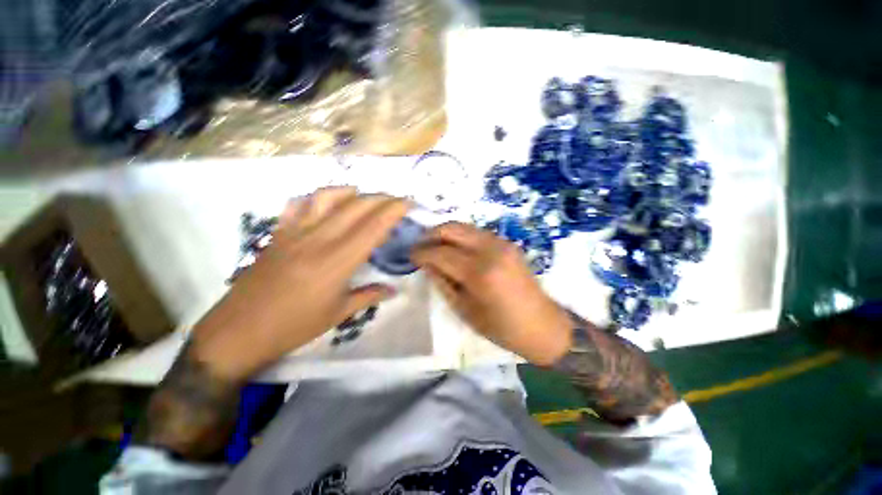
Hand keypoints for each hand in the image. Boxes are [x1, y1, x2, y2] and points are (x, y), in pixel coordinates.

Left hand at [190, 187, 409, 380]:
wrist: (237, 331)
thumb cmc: (293, 327)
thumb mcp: (337, 315)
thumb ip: (369, 296)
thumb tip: (393, 290)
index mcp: (337, 262)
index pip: (373, 227)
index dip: (393, 211)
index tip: (408, 203)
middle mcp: (318, 240)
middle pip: (355, 207)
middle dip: (381, 198)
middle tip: (396, 200)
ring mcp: (295, 233)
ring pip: (327, 198)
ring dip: (351, 192)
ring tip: (364, 197)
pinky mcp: (278, 233)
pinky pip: (298, 204)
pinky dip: (316, 197)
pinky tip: (326, 202)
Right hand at [412, 222, 571, 364]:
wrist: (543, 325)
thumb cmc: (502, 327)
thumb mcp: (465, 311)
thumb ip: (443, 283)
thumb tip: (427, 265)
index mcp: (479, 272)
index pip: (440, 252)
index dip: (421, 252)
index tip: (410, 256)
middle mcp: (490, 249)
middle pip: (452, 228)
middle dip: (430, 234)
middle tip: (420, 247)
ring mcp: (501, 242)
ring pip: (464, 226)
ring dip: (445, 233)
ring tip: (435, 247)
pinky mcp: (507, 243)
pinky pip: (476, 232)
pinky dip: (461, 236)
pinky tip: (455, 249)